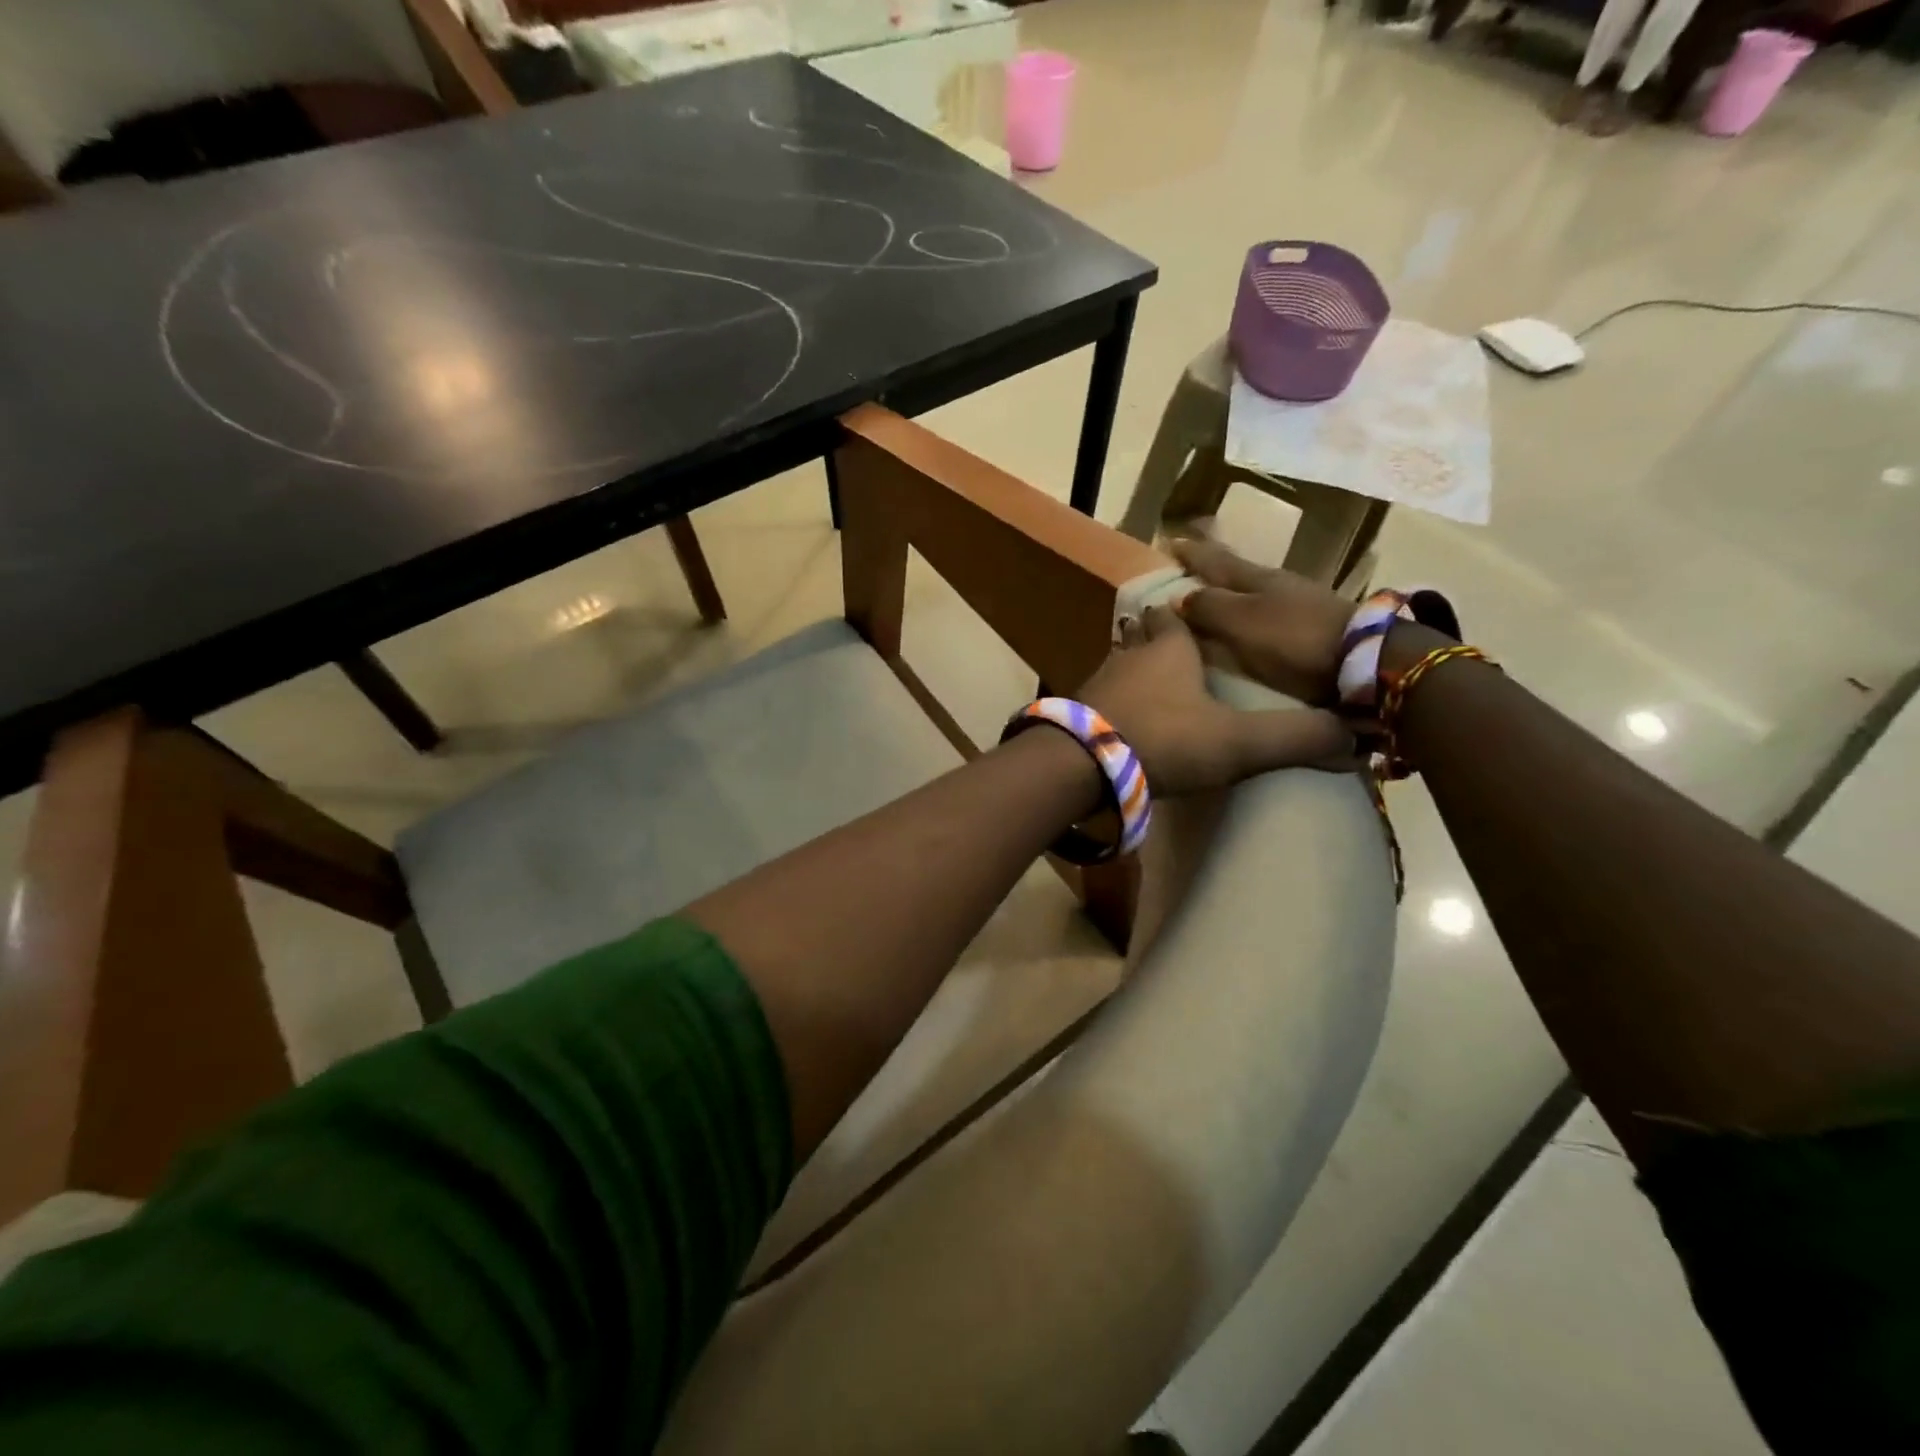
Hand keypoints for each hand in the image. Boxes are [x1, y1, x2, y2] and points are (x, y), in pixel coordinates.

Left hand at [1076, 605, 1352, 795]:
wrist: (1081, 765)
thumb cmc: (1165, 739)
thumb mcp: (1240, 742)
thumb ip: (1295, 738)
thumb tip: (1357, 741)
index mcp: (1169, 647)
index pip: (1174, 615)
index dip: (1182, 613)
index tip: (1190, 613)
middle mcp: (1129, 654)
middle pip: (1141, 635)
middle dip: (1155, 638)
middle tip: (1171, 650)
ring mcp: (1096, 683)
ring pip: (1117, 665)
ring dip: (1132, 671)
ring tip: (1150, 686)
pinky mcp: (1074, 713)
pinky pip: (1097, 699)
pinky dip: (1112, 704)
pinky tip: (1121, 722)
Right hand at [1168, 538, 1353, 703]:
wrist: (1361, 660)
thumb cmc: (1291, 637)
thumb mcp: (1241, 621)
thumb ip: (1208, 607)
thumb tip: (1176, 596)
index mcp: (1254, 578)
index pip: (1214, 561)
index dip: (1191, 553)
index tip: (1169, 543)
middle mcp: (1274, 585)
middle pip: (1234, 573)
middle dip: (1209, 570)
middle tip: (1185, 568)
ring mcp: (1296, 605)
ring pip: (1251, 593)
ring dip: (1228, 593)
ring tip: (1209, 599)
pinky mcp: (1309, 628)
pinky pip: (1264, 615)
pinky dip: (1246, 615)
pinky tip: (1243, 623)